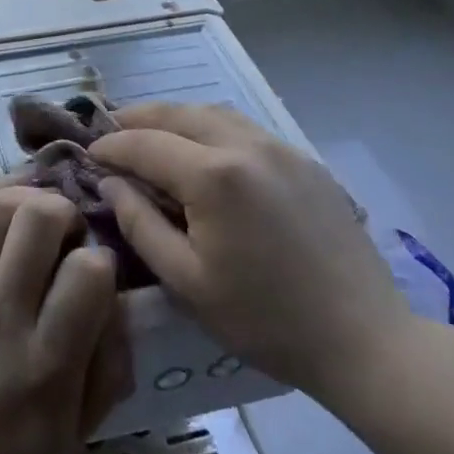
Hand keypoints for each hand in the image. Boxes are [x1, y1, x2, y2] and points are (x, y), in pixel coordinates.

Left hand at [0, 185, 131, 453]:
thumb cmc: (15, 445)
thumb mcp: (81, 424)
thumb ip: (112, 359)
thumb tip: (121, 294)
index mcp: (47, 360)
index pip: (87, 273)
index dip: (102, 259)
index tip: (98, 269)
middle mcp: (2, 315)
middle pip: (39, 220)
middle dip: (66, 211)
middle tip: (68, 229)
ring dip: (28, 196)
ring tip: (39, 210)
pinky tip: (9, 200)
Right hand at [90, 103, 413, 412]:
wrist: (364, 340)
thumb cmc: (266, 320)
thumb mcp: (187, 281)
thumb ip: (140, 224)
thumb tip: (111, 183)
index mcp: (212, 175)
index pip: (144, 143)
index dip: (111, 145)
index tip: (88, 153)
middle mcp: (244, 144)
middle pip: (177, 113)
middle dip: (138, 117)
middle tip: (112, 130)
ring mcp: (279, 147)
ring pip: (212, 112)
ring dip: (175, 117)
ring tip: (153, 133)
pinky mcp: (303, 159)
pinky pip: (244, 128)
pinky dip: (211, 126)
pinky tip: (205, 149)